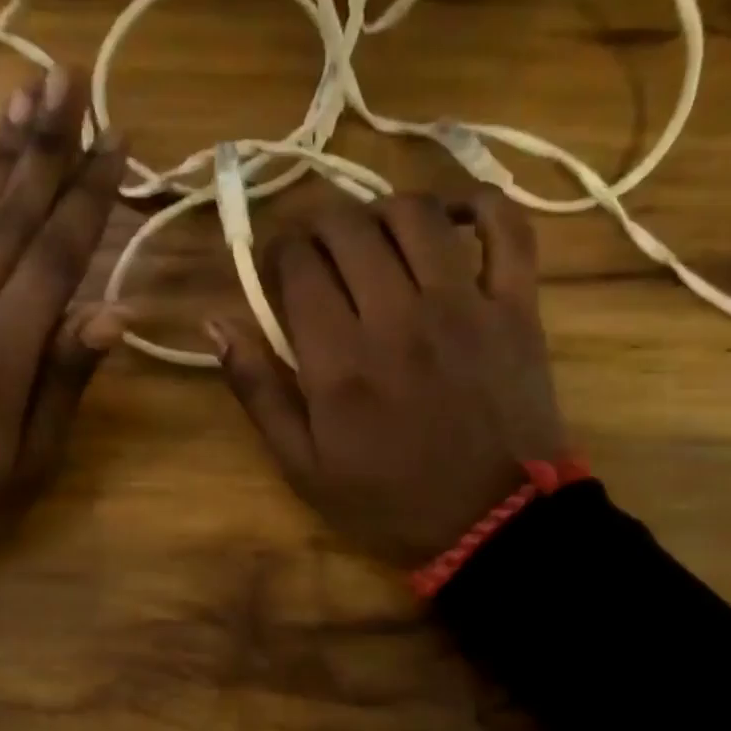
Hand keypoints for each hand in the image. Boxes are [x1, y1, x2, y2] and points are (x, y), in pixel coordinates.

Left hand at [0, 68, 126, 543]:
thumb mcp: (33, 455)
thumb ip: (67, 377)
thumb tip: (115, 311)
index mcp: (3, 349)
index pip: (56, 254)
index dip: (89, 193)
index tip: (117, 138)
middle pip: (10, 214)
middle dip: (46, 143)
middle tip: (68, 77)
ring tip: (24, 95)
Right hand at [211, 190, 566, 569]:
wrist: (493, 525)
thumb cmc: (388, 499)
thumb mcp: (301, 464)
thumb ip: (257, 389)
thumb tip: (215, 322)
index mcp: (339, 359)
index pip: (297, 264)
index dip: (276, 251)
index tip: (276, 266)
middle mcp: (398, 317)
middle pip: (348, 227)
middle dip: (318, 224)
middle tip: (317, 249)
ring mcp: (464, 306)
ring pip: (416, 214)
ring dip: (382, 210)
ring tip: (373, 236)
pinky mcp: (516, 308)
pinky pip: (508, 229)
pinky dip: (481, 204)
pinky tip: (453, 214)